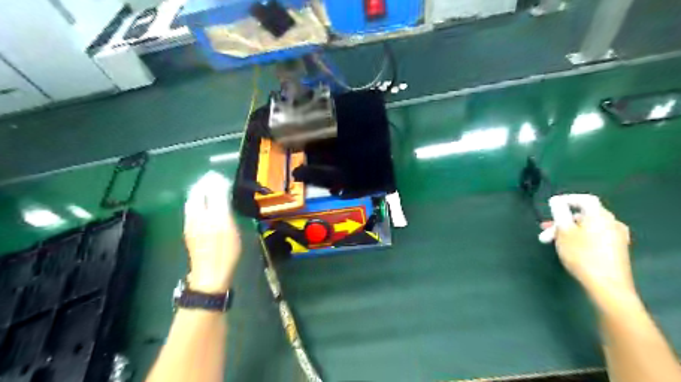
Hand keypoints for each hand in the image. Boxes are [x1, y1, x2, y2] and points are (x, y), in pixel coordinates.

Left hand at [183, 172, 241, 292]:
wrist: (210, 274)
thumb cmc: (226, 252)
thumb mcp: (230, 228)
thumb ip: (224, 207)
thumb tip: (221, 189)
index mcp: (209, 214)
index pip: (210, 190)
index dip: (216, 182)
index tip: (224, 178)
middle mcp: (196, 215)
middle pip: (196, 193)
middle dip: (205, 183)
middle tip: (216, 180)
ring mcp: (190, 223)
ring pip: (192, 200)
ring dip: (200, 191)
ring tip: (211, 188)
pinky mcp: (189, 230)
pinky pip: (191, 208)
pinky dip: (198, 200)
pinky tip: (206, 203)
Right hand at [543, 195, 632, 298]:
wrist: (607, 286)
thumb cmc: (582, 255)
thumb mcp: (564, 232)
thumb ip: (559, 213)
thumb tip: (557, 201)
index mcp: (601, 216)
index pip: (584, 199)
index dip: (566, 199)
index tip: (550, 206)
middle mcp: (612, 223)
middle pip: (583, 215)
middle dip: (561, 222)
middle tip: (545, 231)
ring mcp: (617, 237)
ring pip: (587, 227)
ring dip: (567, 232)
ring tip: (552, 242)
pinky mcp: (616, 249)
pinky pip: (594, 236)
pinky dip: (579, 238)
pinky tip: (569, 248)